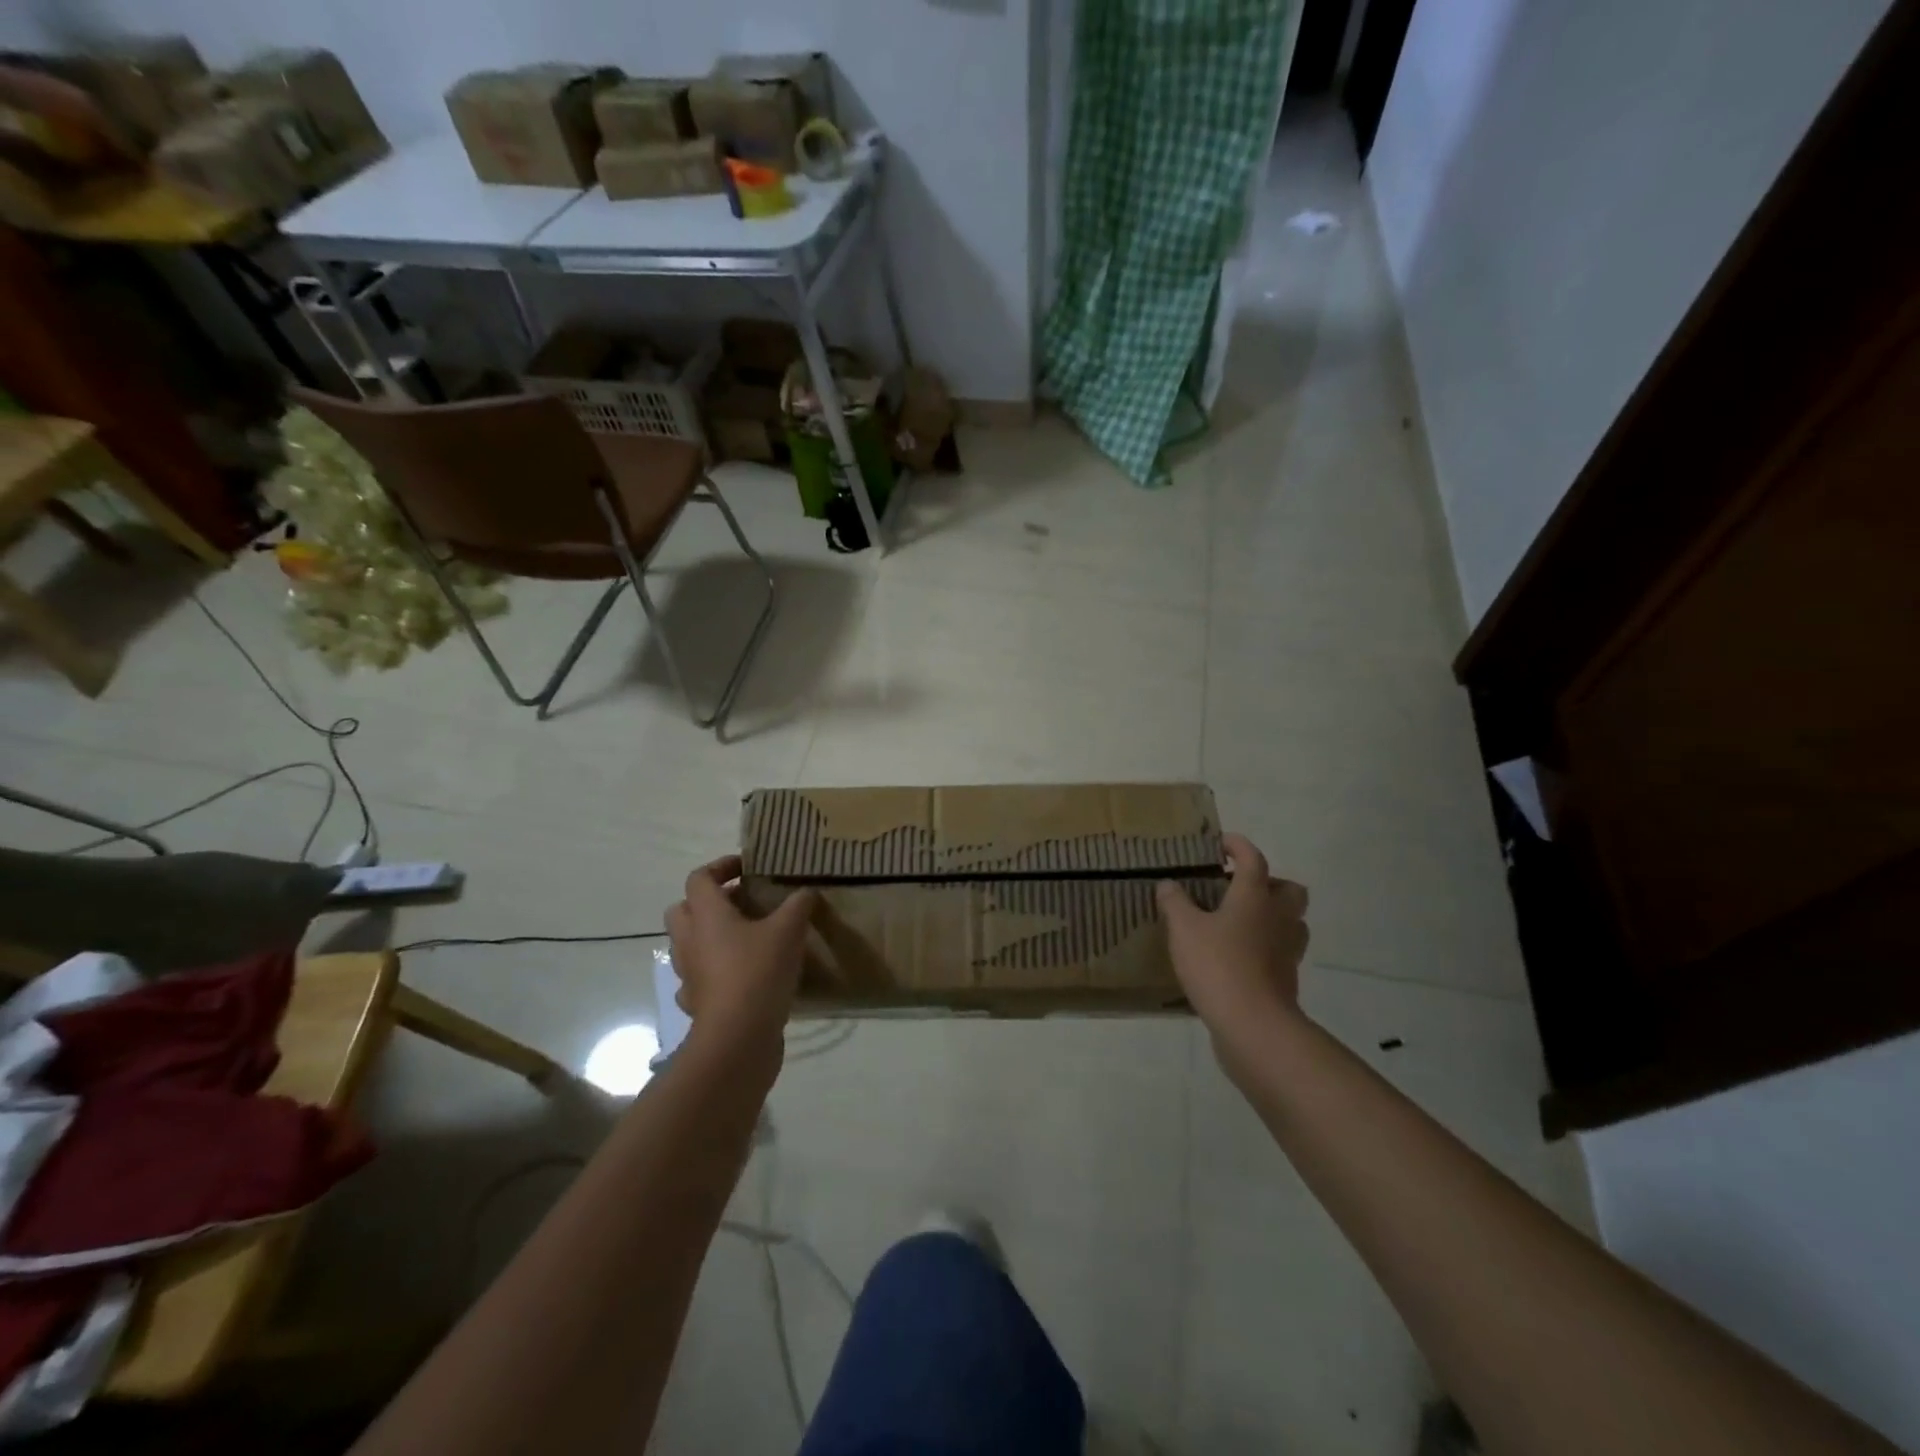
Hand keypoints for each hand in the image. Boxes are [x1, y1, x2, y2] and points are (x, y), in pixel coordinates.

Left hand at [665, 856, 817, 1050]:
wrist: (738, 1038)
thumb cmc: (758, 971)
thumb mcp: (789, 930)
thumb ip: (798, 905)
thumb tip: (805, 890)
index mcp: (706, 915)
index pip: (699, 878)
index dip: (721, 867)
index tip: (748, 868)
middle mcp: (689, 940)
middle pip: (683, 909)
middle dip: (709, 901)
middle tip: (743, 902)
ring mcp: (689, 974)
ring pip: (690, 944)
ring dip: (711, 936)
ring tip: (748, 938)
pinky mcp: (697, 1002)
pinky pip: (699, 977)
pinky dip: (715, 971)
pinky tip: (742, 975)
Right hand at [1158, 833, 1309, 1038]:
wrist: (1253, 1025)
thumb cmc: (1218, 965)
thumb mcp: (1183, 929)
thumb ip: (1175, 903)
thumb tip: (1168, 884)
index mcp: (1255, 897)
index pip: (1253, 859)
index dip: (1238, 846)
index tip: (1222, 843)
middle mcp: (1278, 917)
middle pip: (1289, 889)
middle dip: (1268, 882)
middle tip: (1238, 888)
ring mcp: (1288, 950)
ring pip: (1291, 921)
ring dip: (1272, 915)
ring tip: (1239, 921)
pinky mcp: (1287, 978)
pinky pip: (1282, 951)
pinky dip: (1266, 946)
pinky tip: (1239, 954)